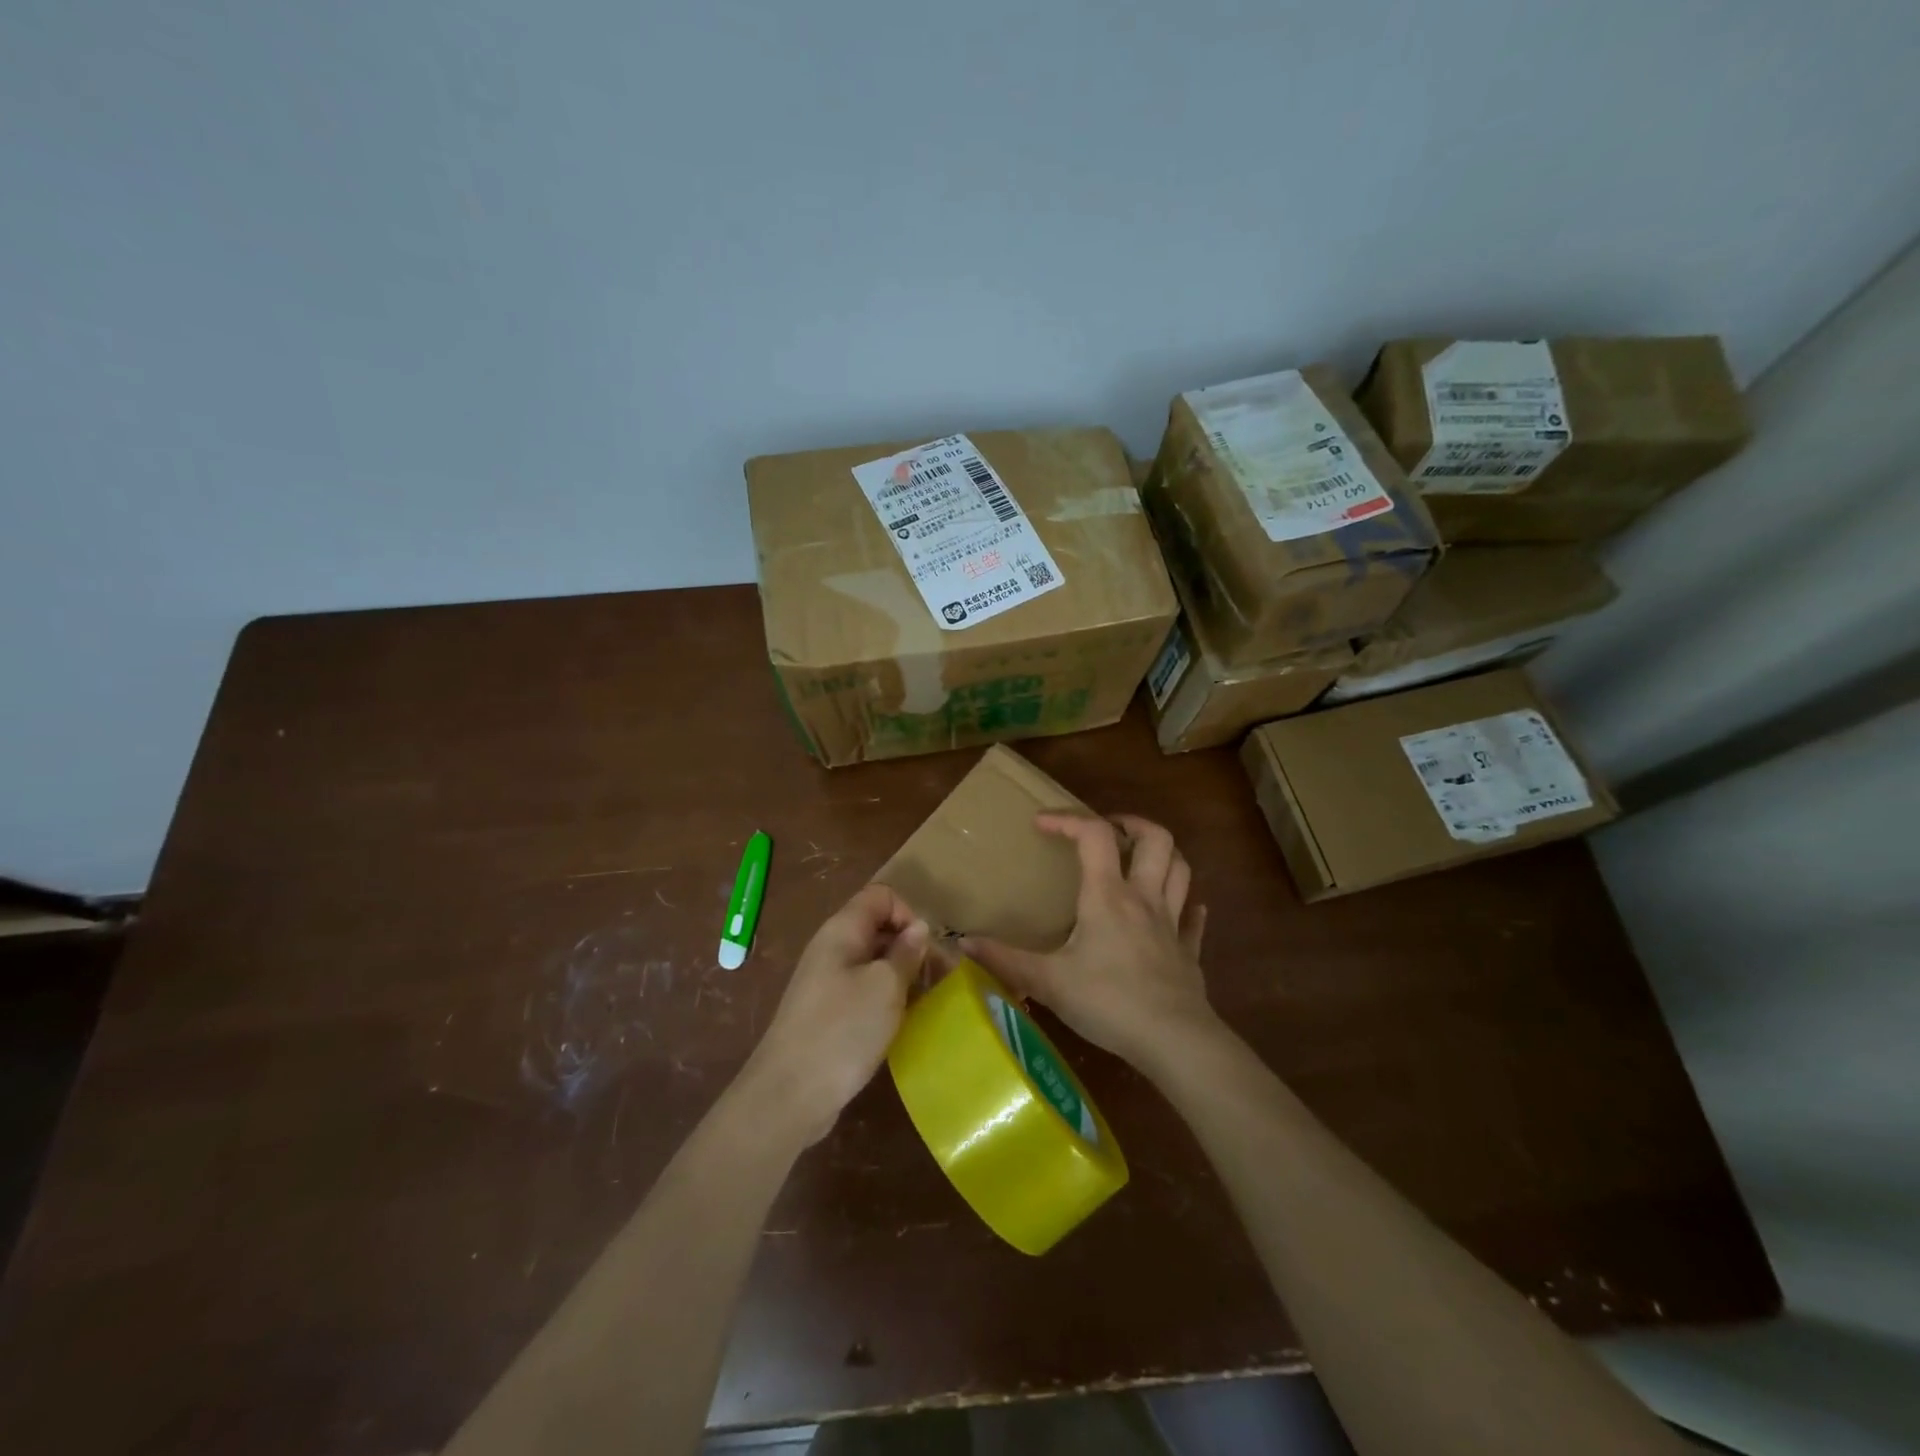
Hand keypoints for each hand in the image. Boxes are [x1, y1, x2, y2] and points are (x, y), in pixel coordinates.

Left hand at [742, 883, 929, 1144]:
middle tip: (937, 981)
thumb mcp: (885, 987)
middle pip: (879, 927)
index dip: (908, 914)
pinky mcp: (828, 1012)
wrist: (789, 1095)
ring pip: (874, 962)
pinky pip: (864, 990)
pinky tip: (900, 1023)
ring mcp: (827, 982)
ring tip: (924, 1003)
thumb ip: (906, 952)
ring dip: (902, 976)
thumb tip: (919, 928)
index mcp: (842, 931)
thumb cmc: (842, 1030)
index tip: (924, 950)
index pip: (881, 896)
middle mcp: (832, 948)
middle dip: (911, 947)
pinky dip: (886, 999)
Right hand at [961, 813, 1212, 1070]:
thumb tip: (963, 943)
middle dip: (1132, 824)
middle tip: (1109, 828)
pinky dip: (1187, 907)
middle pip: (1156, 839)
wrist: (1173, 1041)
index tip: (1041, 823)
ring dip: (1164, 854)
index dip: (1067, 819)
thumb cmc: (1108, 1003)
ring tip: (1140, 857)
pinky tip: (1183, 909)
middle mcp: (1144, 899)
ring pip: (1181, 870)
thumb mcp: (1049, 982)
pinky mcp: (1188, 953)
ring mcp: (1172, 924)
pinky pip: (1193, 920)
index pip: (1094, 835)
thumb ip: (1006, 960)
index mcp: (1108, 896)